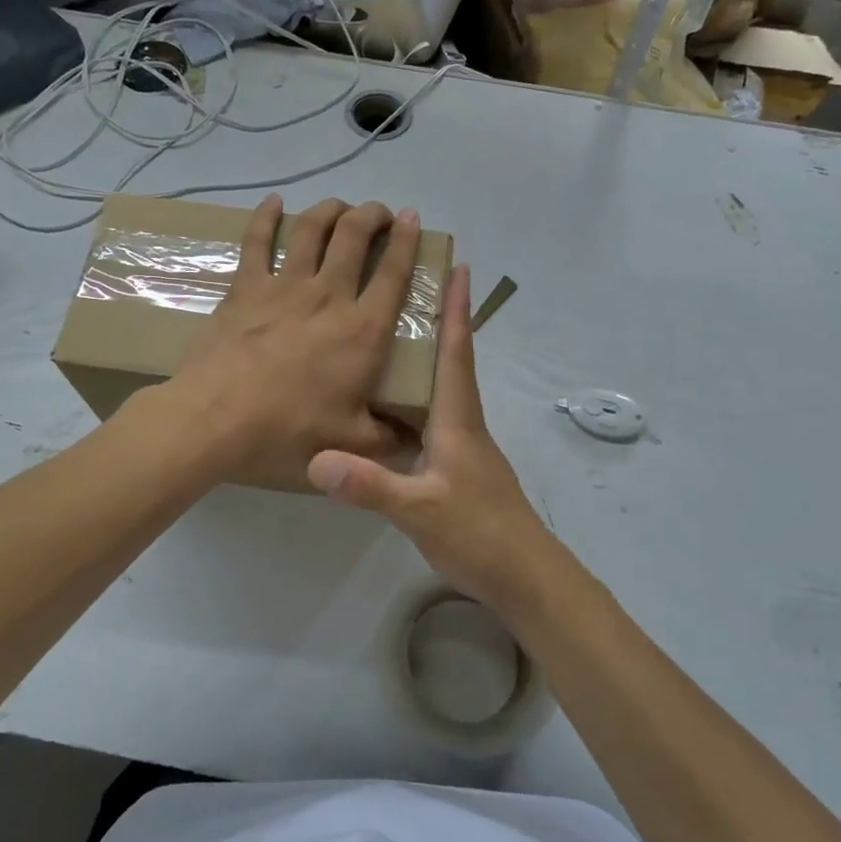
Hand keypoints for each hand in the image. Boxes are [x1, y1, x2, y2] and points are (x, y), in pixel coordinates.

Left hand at [170, 195, 421, 487]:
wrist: (214, 421)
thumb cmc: (286, 432)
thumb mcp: (351, 444)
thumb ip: (389, 440)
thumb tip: (417, 441)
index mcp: (363, 330)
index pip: (395, 273)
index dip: (408, 240)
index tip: (413, 219)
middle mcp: (329, 296)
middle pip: (355, 235)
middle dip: (372, 214)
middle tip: (380, 215)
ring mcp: (284, 286)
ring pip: (312, 228)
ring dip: (331, 209)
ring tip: (340, 207)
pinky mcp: (245, 288)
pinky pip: (257, 240)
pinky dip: (267, 216)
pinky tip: (274, 202)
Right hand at [307, 264, 560, 610]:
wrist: (523, 576)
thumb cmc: (479, 534)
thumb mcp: (420, 511)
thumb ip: (371, 485)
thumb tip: (317, 458)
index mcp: (458, 420)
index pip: (457, 352)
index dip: (457, 310)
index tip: (459, 266)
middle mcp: (463, 423)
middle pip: (452, 361)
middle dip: (440, 320)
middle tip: (411, 287)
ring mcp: (464, 446)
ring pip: (442, 389)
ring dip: (427, 357)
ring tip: (393, 335)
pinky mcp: (459, 467)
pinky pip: (433, 418)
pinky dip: (415, 398)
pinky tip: (389, 406)